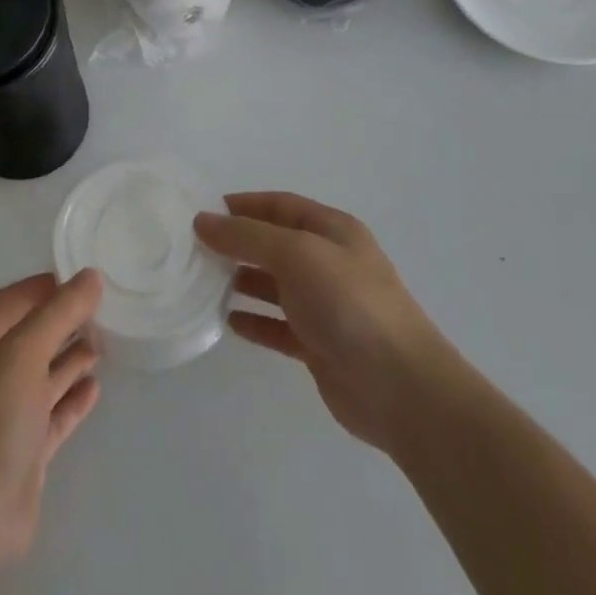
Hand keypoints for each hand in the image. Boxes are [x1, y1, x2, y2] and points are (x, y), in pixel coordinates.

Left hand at [0, 271, 102, 571]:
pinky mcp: (22, 453)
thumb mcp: (24, 352)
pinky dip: (71, 400)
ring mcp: (4, 416)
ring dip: (68, 360)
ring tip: (103, 344)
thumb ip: (59, 313)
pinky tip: (95, 388)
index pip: (9, 302)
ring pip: (40, 377)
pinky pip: (51, 416)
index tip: (79, 278)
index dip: (41, 288)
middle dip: (60, 323)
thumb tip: (91, 276)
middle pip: (27, 338)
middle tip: (100, 311)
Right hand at [195, 192, 448, 457]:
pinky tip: (227, 322)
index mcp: (332, 231)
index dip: (243, 205)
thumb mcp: (296, 254)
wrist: (402, 389)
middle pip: (274, 244)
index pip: (280, 206)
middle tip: (193, 250)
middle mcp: (329, 263)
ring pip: (274, 284)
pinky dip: (254, 321)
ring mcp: (325, 306)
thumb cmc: (349, 304)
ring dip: (241, 281)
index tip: (202, 213)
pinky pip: (278, 326)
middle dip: (236, 243)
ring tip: (202, 283)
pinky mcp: (320, 345)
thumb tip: (202, 221)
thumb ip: (247, 236)